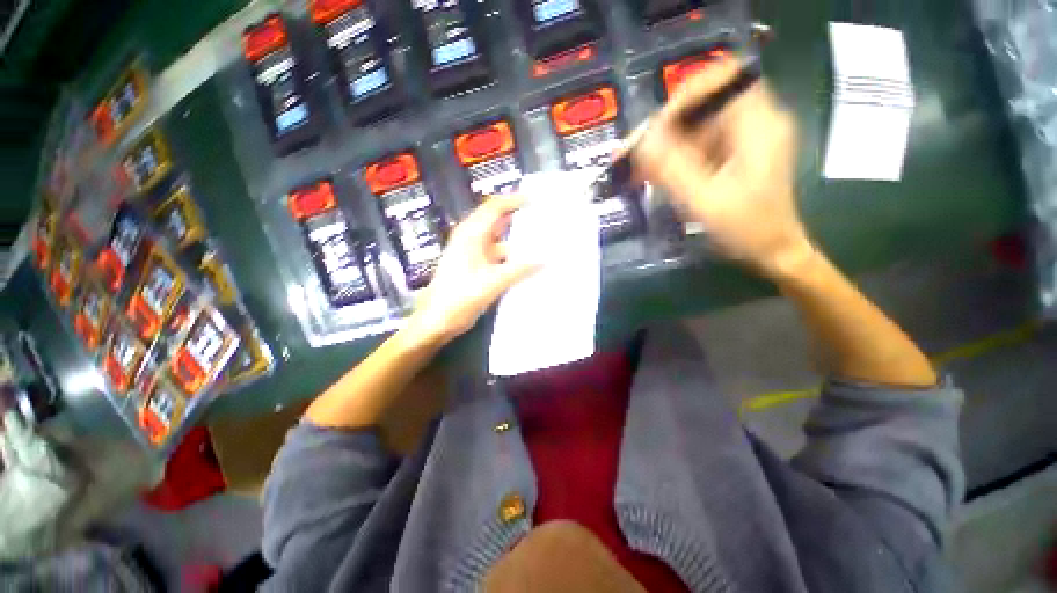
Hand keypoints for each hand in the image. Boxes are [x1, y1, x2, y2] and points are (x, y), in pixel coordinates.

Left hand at [404, 195, 538, 345]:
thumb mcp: (493, 282)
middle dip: (518, 218)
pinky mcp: (476, 268)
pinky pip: (498, 257)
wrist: (437, 320)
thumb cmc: (460, 297)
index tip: (536, 199)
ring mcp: (474, 254)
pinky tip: (529, 264)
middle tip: (543, 218)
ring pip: (500, 241)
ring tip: (542, 241)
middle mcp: (471, 239)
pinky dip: (513, 258)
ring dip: (518, 241)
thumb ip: (521, 269)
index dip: (514, 200)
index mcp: (471, 234)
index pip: (495, 207)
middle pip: (497, 221)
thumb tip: (546, 260)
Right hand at [633, 57, 812, 279]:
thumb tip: (640, 141)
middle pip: (703, 105)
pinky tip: (655, 176)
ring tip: (636, 171)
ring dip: (664, 146)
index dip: (683, 96)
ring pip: (696, 127)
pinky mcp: (735, 153)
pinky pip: (698, 145)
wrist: (772, 251)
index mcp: (758, 123)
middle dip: (664, 129)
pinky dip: (674, 158)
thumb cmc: (747, 228)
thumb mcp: (705, 200)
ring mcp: (745, 137)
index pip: (721, 79)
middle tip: (632, 156)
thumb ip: (672, 168)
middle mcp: (754, 121)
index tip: (653, 128)